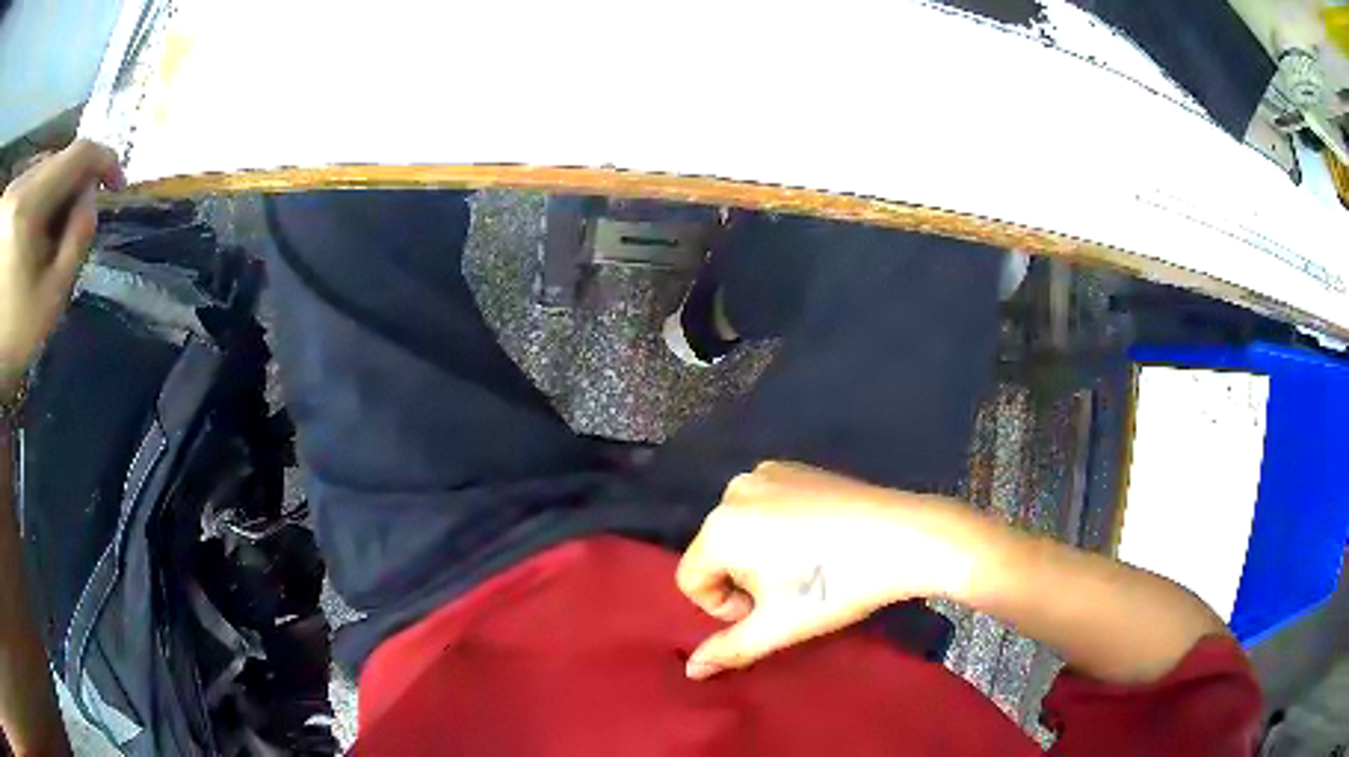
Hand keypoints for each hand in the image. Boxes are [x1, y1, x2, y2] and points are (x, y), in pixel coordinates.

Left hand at [0, 141, 123, 400]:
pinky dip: (33, 201)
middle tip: (69, 229)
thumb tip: (91, 201)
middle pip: (57, 162)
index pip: (79, 155)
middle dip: (68, 189)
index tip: (116, 185)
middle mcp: (26, 179)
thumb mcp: (46, 307)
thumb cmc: (10, 341)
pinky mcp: (16, 200)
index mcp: (31, 201)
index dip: (104, 162)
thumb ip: (74, 247)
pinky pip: (28, 181)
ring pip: (41, 170)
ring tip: (43, 239)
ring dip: (49, 195)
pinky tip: (26, 236)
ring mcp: (20, 188)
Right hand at [676, 462, 986, 679]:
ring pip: (739, 529)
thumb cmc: (836, 586)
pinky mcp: (794, 466)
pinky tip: (817, 540)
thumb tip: (691, 671)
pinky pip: (764, 506)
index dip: (724, 607)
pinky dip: (777, 527)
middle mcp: (734, 491)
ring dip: (757, 554)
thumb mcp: (779, 626)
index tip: (768, 611)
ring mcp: (765, 472)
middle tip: (790, 592)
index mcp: (721, 528)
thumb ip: (728, 649)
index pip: (691, 580)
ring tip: (805, 567)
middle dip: (741, 579)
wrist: (905, 537)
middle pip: (714, 552)